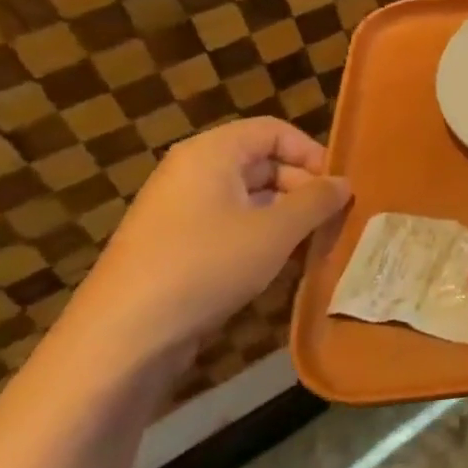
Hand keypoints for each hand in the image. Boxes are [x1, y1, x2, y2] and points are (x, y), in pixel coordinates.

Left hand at [64, 118, 350, 365]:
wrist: (124, 336)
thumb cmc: (207, 265)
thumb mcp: (276, 231)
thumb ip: (316, 201)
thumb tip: (344, 183)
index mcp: (212, 153)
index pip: (274, 131)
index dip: (311, 153)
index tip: (338, 188)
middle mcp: (193, 172)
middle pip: (263, 163)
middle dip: (303, 188)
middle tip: (333, 220)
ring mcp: (181, 210)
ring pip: (250, 198)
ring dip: (287, 217)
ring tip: (314, 245)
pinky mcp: (177, 246)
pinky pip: (230, 226)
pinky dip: (261, 238)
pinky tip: (281, 265)